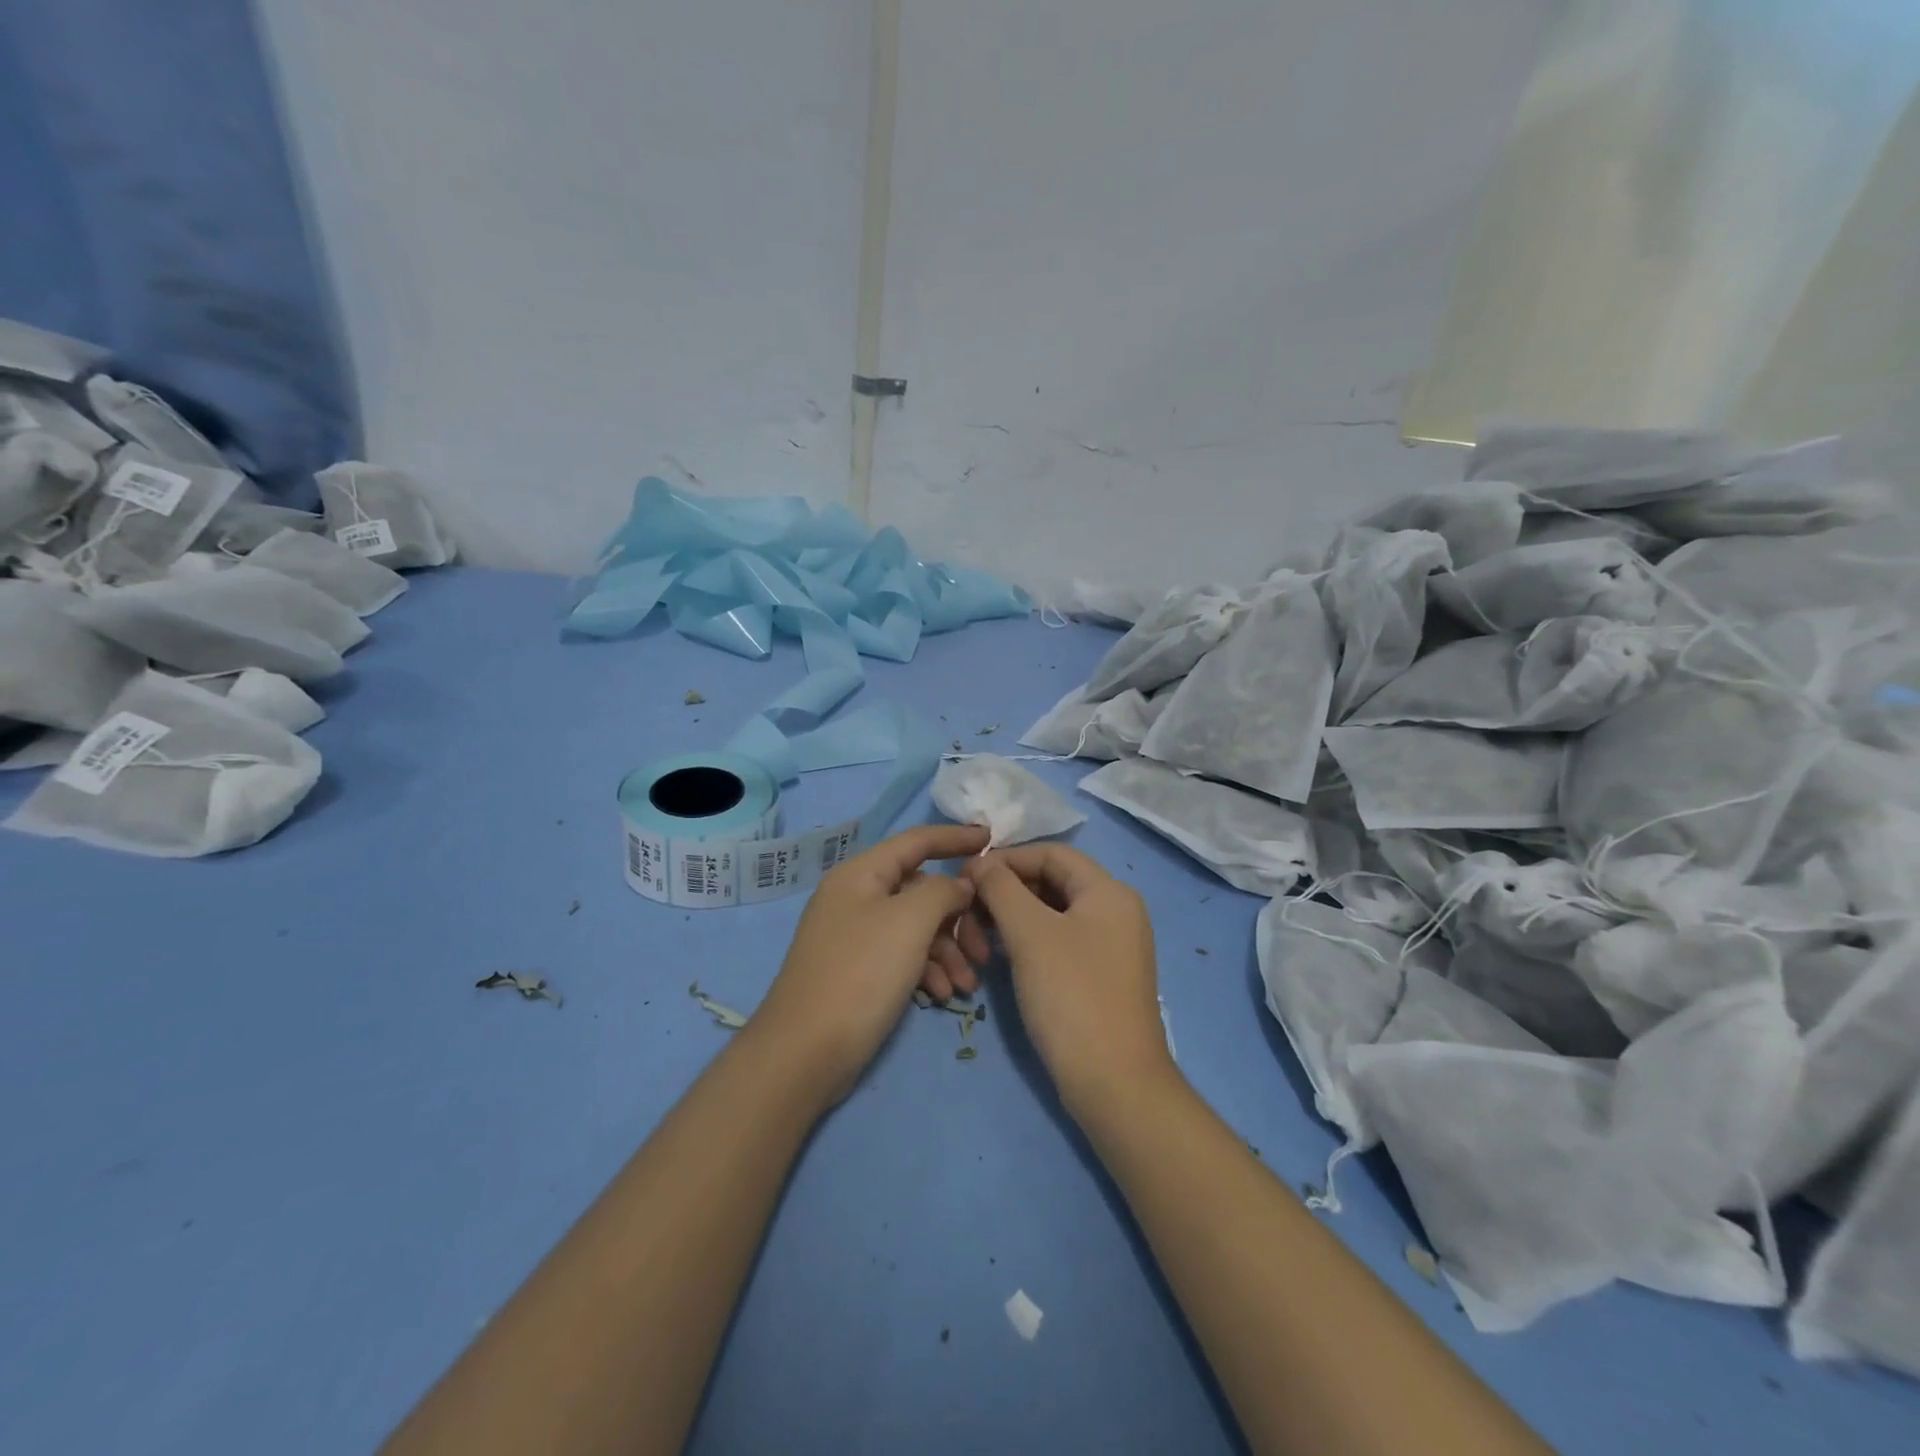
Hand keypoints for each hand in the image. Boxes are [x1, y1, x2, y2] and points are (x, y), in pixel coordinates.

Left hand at [754, 824, 989, 1102]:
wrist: (805, 1052)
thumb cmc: (860, 974)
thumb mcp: (909, 922)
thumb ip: (943, 891)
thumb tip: (959, 885)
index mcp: (861, 874)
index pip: (916, 841)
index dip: (954, 837)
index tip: (992, 838)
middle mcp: (856, 898)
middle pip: (920, 890)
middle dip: (957, 917)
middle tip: (985, 948)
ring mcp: (855, 936)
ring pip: (915, 928)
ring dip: (947, 951)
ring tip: (966, 985)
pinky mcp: (858, 971)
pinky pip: (902, 956)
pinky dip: (926, 971)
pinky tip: (941, 996)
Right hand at [964, 845, 1176, 1115]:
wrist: (1114, 1084)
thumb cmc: (1072, 996)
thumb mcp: (1030, 934)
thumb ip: (1001, 888)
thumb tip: (980, 863)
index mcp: (1108, 891)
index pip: (1051, 853)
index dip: (1006, 859)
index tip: (967, 878)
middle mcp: (1115, 911)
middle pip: (1050, 882)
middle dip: (1005, 894)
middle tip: (967, 916)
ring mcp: (1110, 946)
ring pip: (1049, 915)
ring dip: (1010, 921)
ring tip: (979, 945)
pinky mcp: (1099, 977)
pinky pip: (1057, 943)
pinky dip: (1026, 944)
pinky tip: (1000, 960)